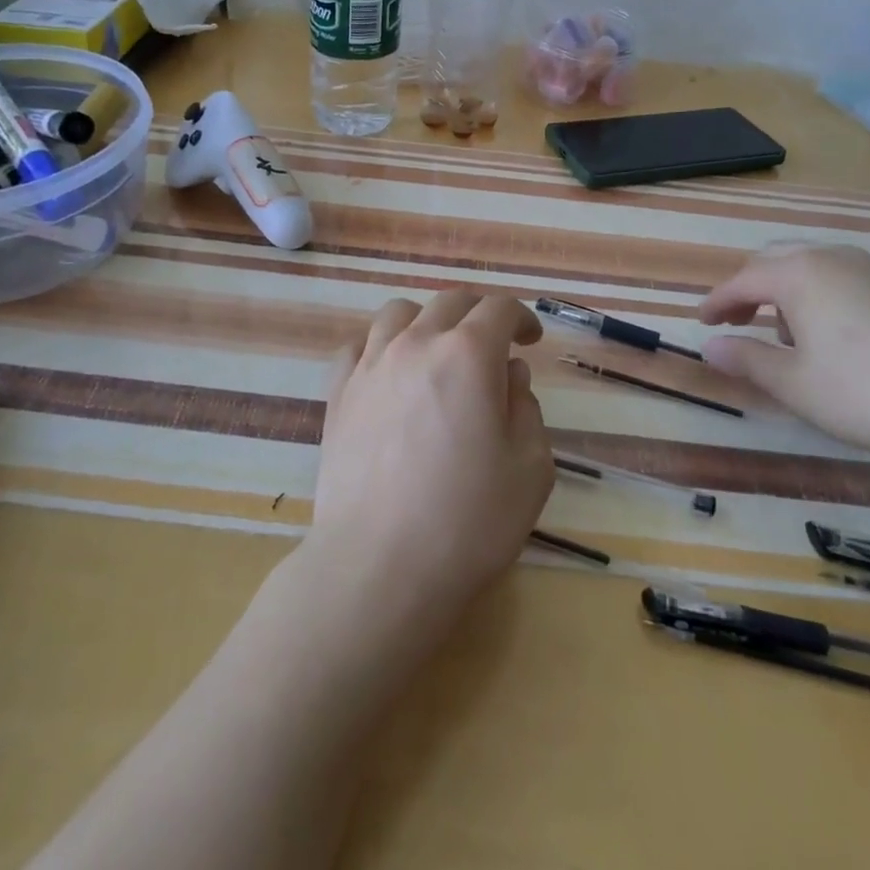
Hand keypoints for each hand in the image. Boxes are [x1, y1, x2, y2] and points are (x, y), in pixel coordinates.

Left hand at [310, 290, 554, 626]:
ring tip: (436, 353)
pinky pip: (359, 346)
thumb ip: (526, 408)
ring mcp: (371, 365)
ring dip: (426, 322)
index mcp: (468, 354)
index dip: (521, 317)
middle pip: (449, 302)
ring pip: (398, 313)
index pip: (499, 308)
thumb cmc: (467, 522)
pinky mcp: (338, 393)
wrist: (378, 567)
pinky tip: (390, 375)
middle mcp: (416, 343)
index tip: (531, 340)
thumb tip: (508, 375)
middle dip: (478, 314)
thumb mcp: (530, 469)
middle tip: (492, 344)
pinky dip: (380, 348)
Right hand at [698, 244, 869, 472]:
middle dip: (748, 289)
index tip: (702, 323)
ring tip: (781, 333)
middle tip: (734, 321)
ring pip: (808, 265)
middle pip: (773, 261)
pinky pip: (838, 276)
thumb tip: (709, 347)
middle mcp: (831, 258)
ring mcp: (869, 269)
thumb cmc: (866, 393)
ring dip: (783, 290)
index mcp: (799, 274)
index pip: (742, 279)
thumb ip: (745, 359)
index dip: (717, 302)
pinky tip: (827, 335)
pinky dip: (816, 294)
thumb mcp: (794, 383)